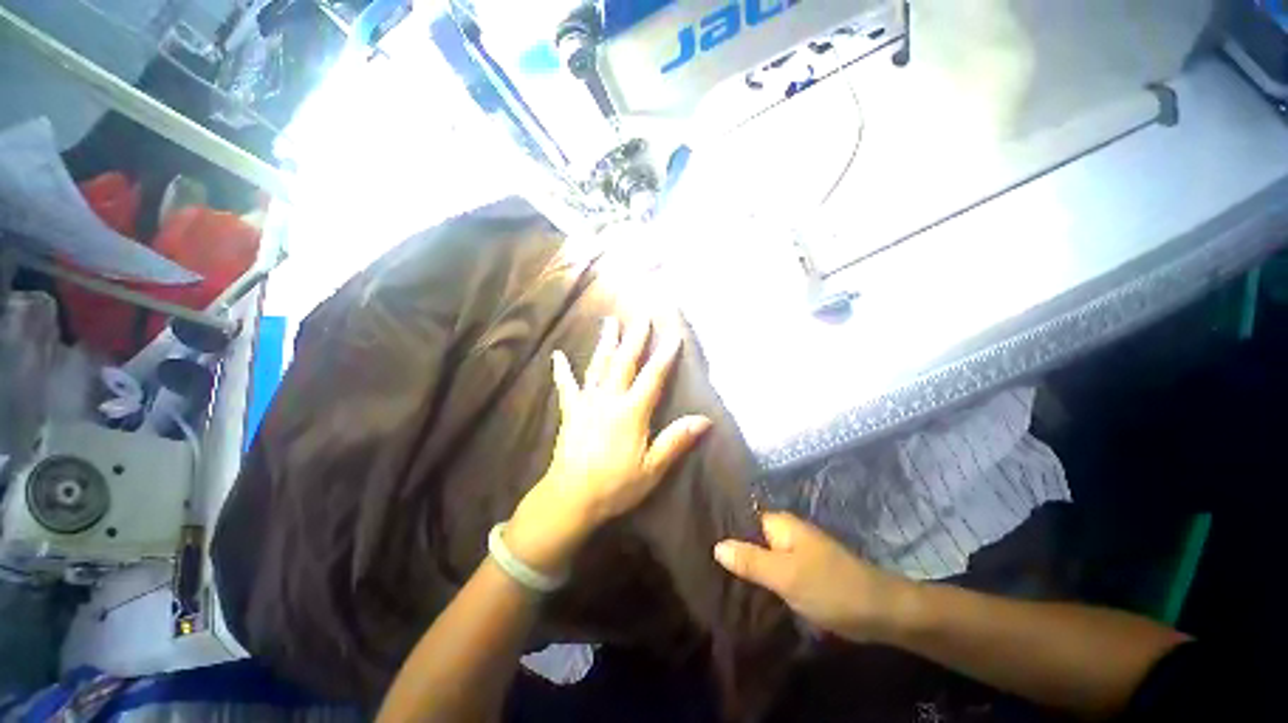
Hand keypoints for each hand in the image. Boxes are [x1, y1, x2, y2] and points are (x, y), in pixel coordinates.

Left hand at [507, 316, 711, 574]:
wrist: (571, 498)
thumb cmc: (615, 485)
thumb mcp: (652, 468)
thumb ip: (676, 440)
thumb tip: (705, 420)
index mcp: (631, 411)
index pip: (653, 376)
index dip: (665, 355)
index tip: (674, 335)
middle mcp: (609, 399)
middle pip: (624, 361)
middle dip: (635, 337)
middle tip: (642, 314)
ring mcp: (587, 402)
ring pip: (598, 365)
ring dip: (606, 342)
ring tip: (610, 321)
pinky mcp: (570, 411)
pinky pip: (566, 386)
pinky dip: (562, 370)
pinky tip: (557, 355)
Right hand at [713, 513, 918, 643]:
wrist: (878, 611)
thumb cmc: (829, 586)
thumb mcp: (785, 575)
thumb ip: (750, 560)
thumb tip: (716, 546)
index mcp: (780, 524)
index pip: (742, 517)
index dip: (722, 527)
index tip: (698, 537)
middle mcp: (785, 532)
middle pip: (750, 536)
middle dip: (731, 548)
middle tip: (702, 560)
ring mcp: (795, 551)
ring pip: (761, 554)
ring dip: (744, 564)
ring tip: (714, 574)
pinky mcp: (802, 570)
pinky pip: (773, 568)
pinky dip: (760, 575)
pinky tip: (743, 587)